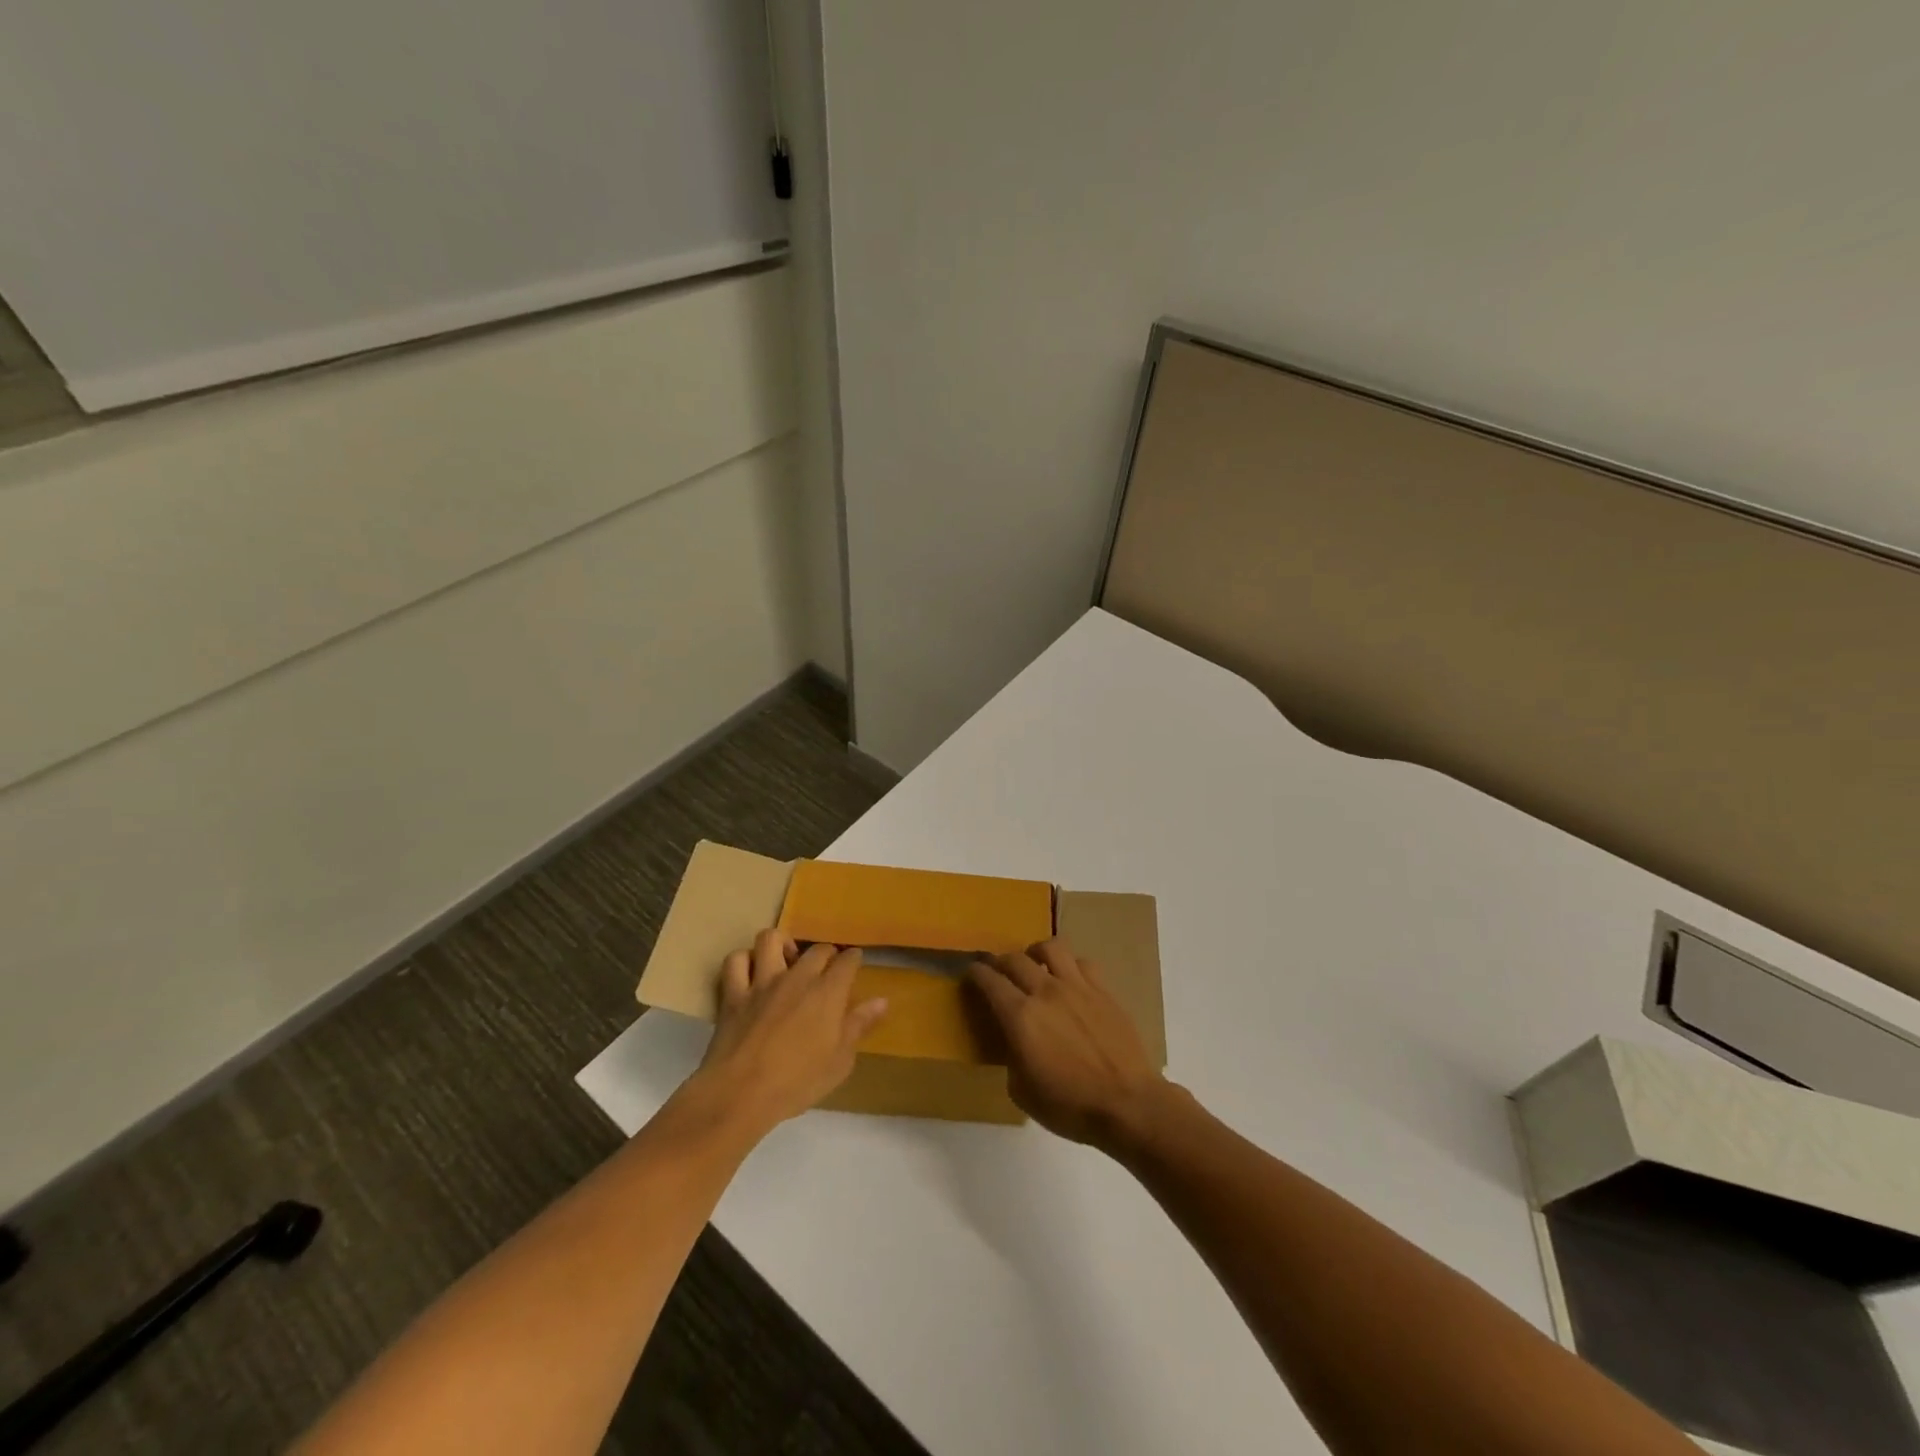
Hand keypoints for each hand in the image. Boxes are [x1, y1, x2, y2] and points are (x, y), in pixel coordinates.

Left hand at [684, 930, 887, 1135]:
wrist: (742, 1094)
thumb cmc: (798, 1082)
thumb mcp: (839, 1061)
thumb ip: (859, 1025)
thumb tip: (882, 1001)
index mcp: (828, 992)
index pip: (847, 961)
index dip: (853, 958)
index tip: (854, 962)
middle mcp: (797, 977)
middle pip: (816, 948)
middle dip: (826, 953)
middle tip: (826, 968)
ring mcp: (762, 982)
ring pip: (771, 939)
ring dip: (781, 944)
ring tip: (786, 960)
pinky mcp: (733, 994)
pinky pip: (735, 962)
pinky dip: (744, 961)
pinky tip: (751, 973)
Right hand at [966, 937, 1167, 1151]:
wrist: (1128, 1103)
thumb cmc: (1070, 1106)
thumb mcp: (1023, 1092)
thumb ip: (1012, 1058)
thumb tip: (1016, 1043)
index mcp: (1020, 1017)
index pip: (990, 981)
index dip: (976, 973)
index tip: (971, 972)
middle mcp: (1046, 992)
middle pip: (1015, 960)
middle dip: (1000, 962)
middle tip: (998, 972)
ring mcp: (1077, 987)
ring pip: (1051, 948)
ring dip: (1035, 952)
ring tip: (1034, 963)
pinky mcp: (1103, 991)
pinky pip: (1082, 963)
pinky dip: (1070, 966)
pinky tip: (1069, 979)